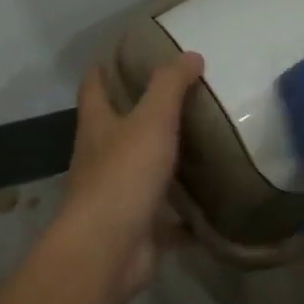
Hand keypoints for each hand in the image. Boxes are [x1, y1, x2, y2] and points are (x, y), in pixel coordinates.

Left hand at [56, 52, 203, 299]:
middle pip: (116, 129)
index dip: (103, 69)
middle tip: (179, 96)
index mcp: (97, 127)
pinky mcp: (137, 227)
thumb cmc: (124, 175)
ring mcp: (117, 195)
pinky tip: (210, 204)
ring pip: (142, 170)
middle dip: (139, 113)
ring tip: (202, 143)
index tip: (123, 53)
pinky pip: (165, 216)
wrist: (108, 250)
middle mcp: (100, 158)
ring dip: (164, 160)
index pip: (93, 88)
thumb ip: (170, 86)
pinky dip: (184, 213)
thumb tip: (190, 55)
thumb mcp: (151, 120)